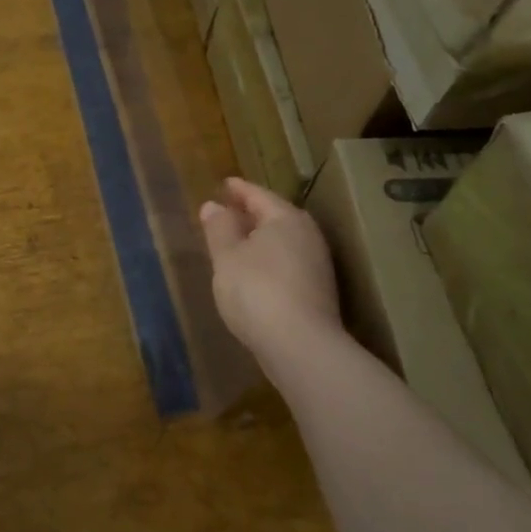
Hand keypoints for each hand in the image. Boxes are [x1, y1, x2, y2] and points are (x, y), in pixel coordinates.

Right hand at [199, 178, 343, 367]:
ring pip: (283, 242)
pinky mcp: (317, 293)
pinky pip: (287, 263)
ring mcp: (317, 265)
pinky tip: (252, 273)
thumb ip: (219, 228)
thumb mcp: (227, 256)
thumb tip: (213, 205)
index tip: (224, 184)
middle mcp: (307, 236)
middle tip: (228, 210)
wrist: (301, 348)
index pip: (258, 195)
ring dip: (260, 239)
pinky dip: (268, 260)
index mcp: (286, 218)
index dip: (238, 189)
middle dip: (251, 213)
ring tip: (236, 242)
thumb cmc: (256, 291)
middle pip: (275, 216)